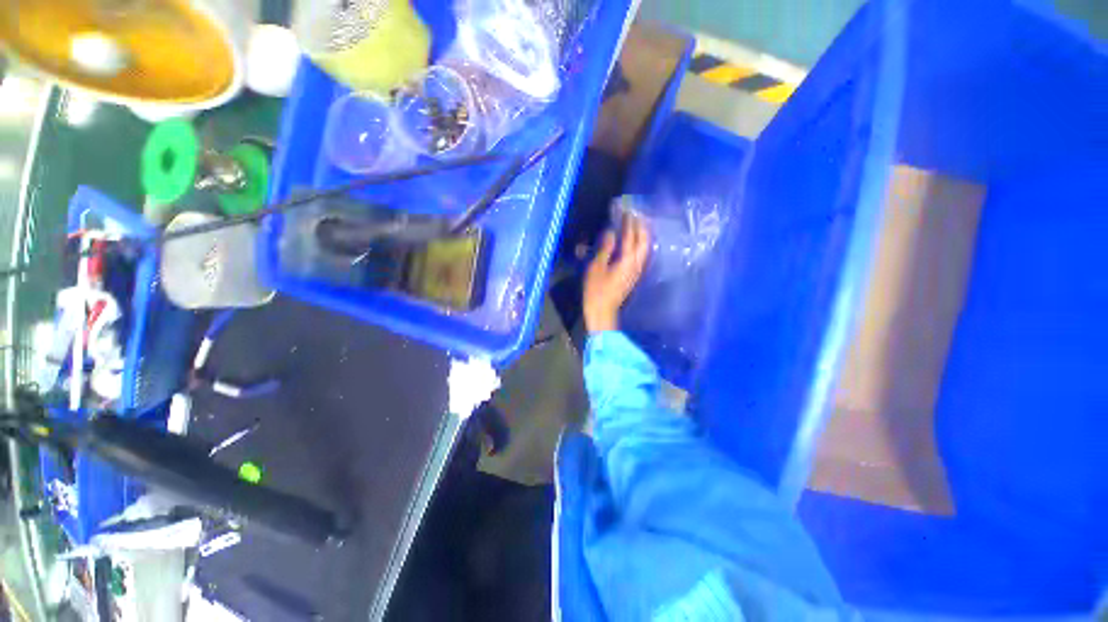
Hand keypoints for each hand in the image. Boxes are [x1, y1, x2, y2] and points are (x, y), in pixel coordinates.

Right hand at [584, 213, 649, 333]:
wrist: (603, 311)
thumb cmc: (596, 290)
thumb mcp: (596, 268)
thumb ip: (605, 248)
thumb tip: (611, 232)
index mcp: (628, 259)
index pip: (630, 235)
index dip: (628, 221)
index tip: (626, 207)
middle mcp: (637, 263)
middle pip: (643, 239)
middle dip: (640, 224)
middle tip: (635, 212)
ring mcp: (637, 269)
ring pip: (644, 246)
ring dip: (641, 233)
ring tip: (637, 222)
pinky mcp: (633, 274)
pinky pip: (640, 253)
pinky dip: (639, 243)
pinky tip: (634, 241)